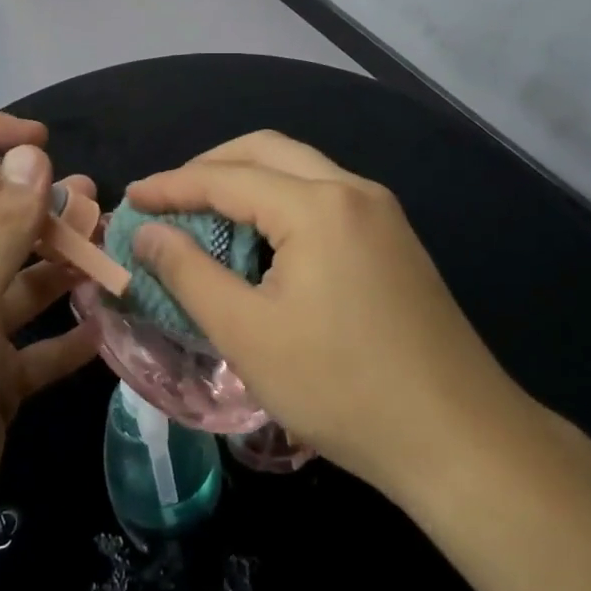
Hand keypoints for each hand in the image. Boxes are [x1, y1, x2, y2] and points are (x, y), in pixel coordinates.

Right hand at [125, 132, 530, 503]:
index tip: (131, 198)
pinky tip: (262, 242)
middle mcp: (353, 190)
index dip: (173, 185)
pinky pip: (325, 198)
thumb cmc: (343, 389)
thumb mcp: (248, 335)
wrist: (460, 439)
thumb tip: (149, 233)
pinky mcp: (395, 240)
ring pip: (300, 170)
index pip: (228, 177)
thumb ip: (190, 274)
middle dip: (211, 167)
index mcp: (318, 205)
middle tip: (169, 199)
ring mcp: (382, 212)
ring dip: (248, 183)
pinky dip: (282, 204)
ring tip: (206, 218)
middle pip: (267, 151)